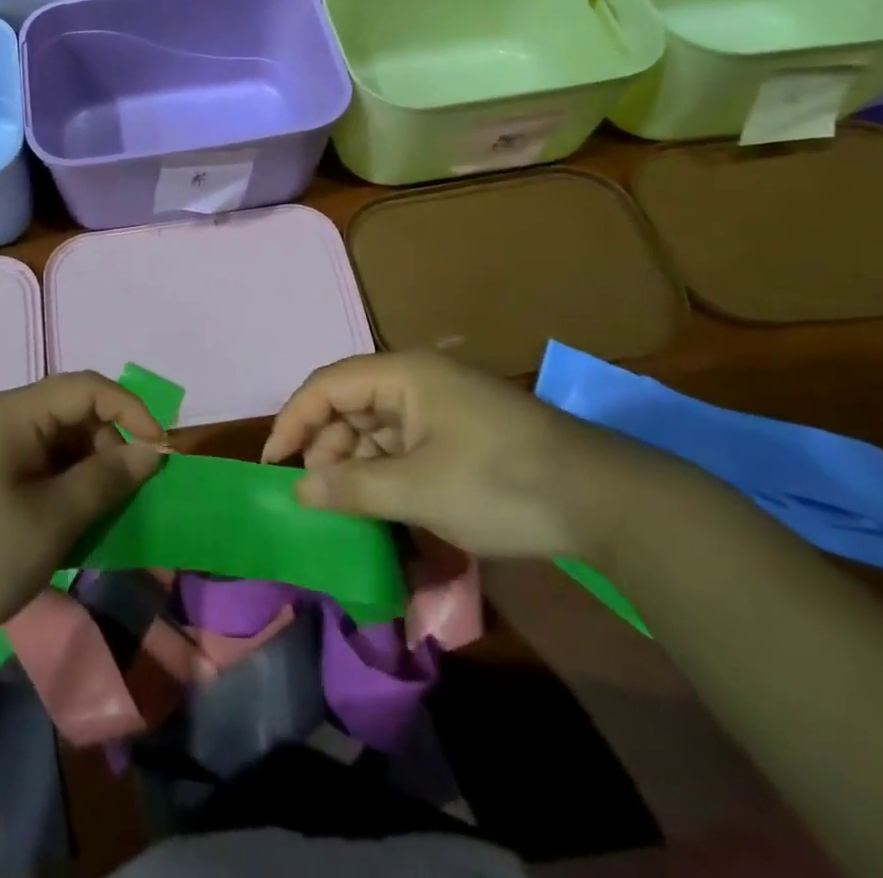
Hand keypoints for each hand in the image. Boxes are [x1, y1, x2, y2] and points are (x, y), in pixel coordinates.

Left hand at [0, 373, 164, 652]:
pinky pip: (41, 464)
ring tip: (101, 515)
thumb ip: (105, 480)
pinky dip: (66, 485)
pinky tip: (72, 522)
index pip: (86, 388)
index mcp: (14, 414)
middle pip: (74, 412)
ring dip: (89, 470)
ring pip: (60, 441)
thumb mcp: (52, 520)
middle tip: (128, 495)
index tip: (160, 452)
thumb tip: (150, 451)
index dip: (131, 411)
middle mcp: (3, 418)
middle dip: (110, 446)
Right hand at [261, 350, 668, 560]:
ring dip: (355, 464)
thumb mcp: (419, 490)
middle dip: (326, 448)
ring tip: (349, 509)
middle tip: (317, 498)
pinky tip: (382, 505)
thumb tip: (299, 491)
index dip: (293, 421)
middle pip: (349, 405)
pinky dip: (386, 471)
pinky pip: (403, 444)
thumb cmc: (502, 484)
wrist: (609, 503)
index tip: (274, 465)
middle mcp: (416, 379)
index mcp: (402, 374)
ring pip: (375, 427)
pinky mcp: (459, 431)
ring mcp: (440, 405)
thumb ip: (352, 487)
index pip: (326, 386)